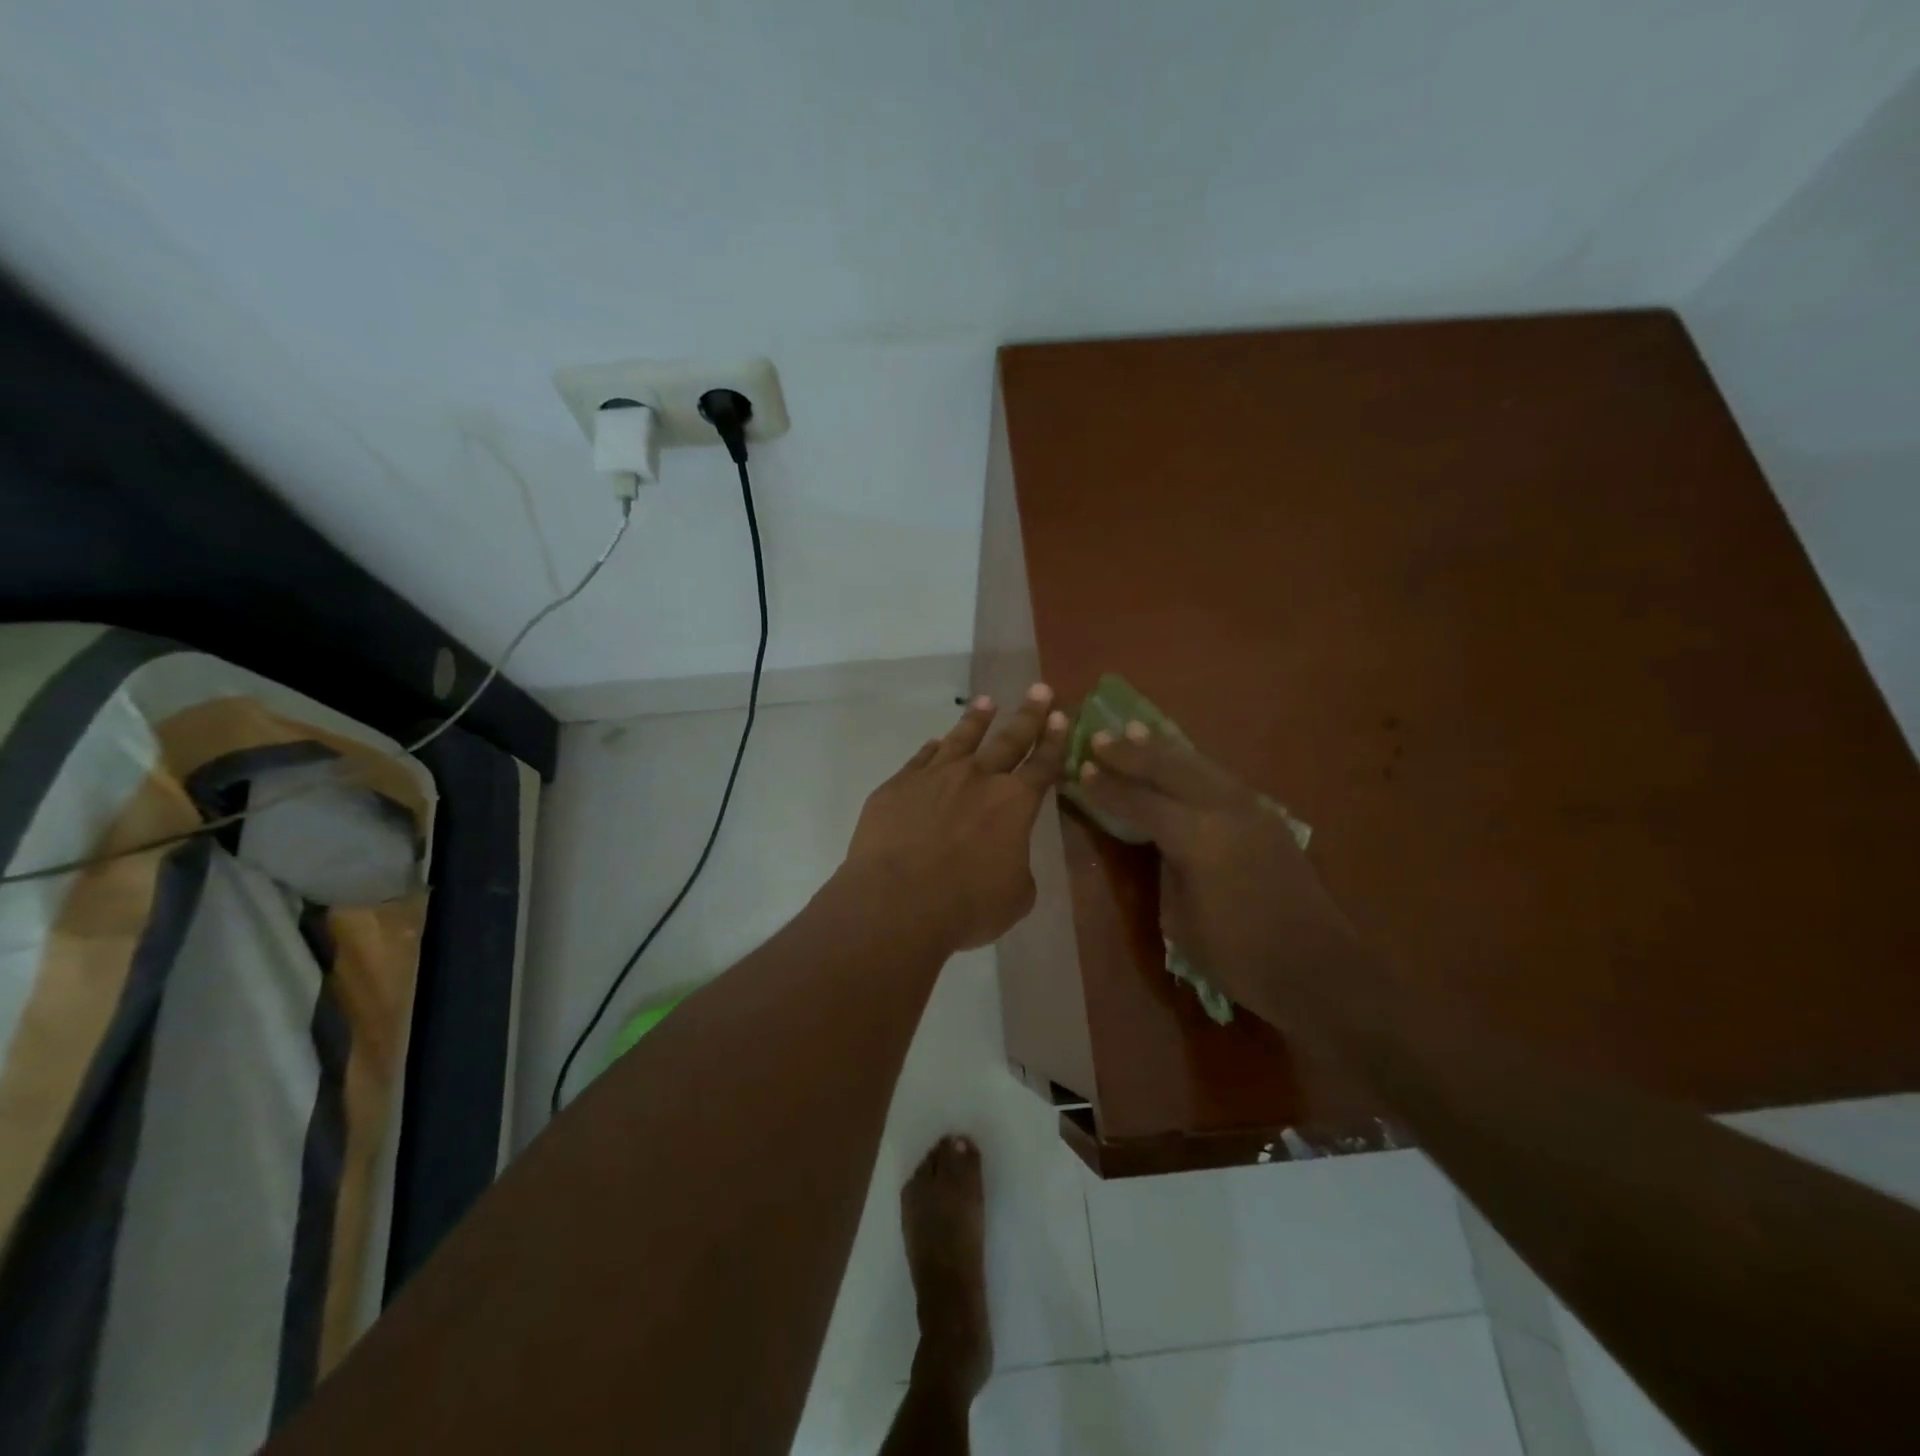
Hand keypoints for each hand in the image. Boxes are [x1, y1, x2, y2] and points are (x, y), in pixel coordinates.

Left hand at [846, 686, 1069, 950]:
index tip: (1061, 716)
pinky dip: (932, 749)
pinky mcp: (898, 786)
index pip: (1042, 765)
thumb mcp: (1014, 897)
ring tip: (986, 702)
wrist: (895, 903)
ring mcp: (934, 777)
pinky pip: (921, 759)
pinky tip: (935, 742)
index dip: (1055, 741)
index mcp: (1014, 804)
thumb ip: (1017, 867)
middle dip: (1028, 714)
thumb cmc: (965, 906)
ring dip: (976, 719)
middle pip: (1009, 739)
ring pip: (961, 739)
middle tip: (1039, 689)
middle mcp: (977, 779)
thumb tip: (1005, 856)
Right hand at [1073, 722, 1363, 1030]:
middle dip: (1132, 752)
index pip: (1140, 802)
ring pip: (1200, 766)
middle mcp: (1225, 810)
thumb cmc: (1238, 957)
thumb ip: (1168, 868)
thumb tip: (1163, 843)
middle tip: (1100, 737)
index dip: (1108, 787)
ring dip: (1164, 750)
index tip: (1080, 768)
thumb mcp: (1180, 919)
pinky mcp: (1269, 818)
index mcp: (1197, 837)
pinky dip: (1193, 765)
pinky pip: (1221, 778)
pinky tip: (1181, 762)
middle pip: (1170, 769)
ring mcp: (1252, 809)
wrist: (1318, 971)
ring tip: (1136, 731)